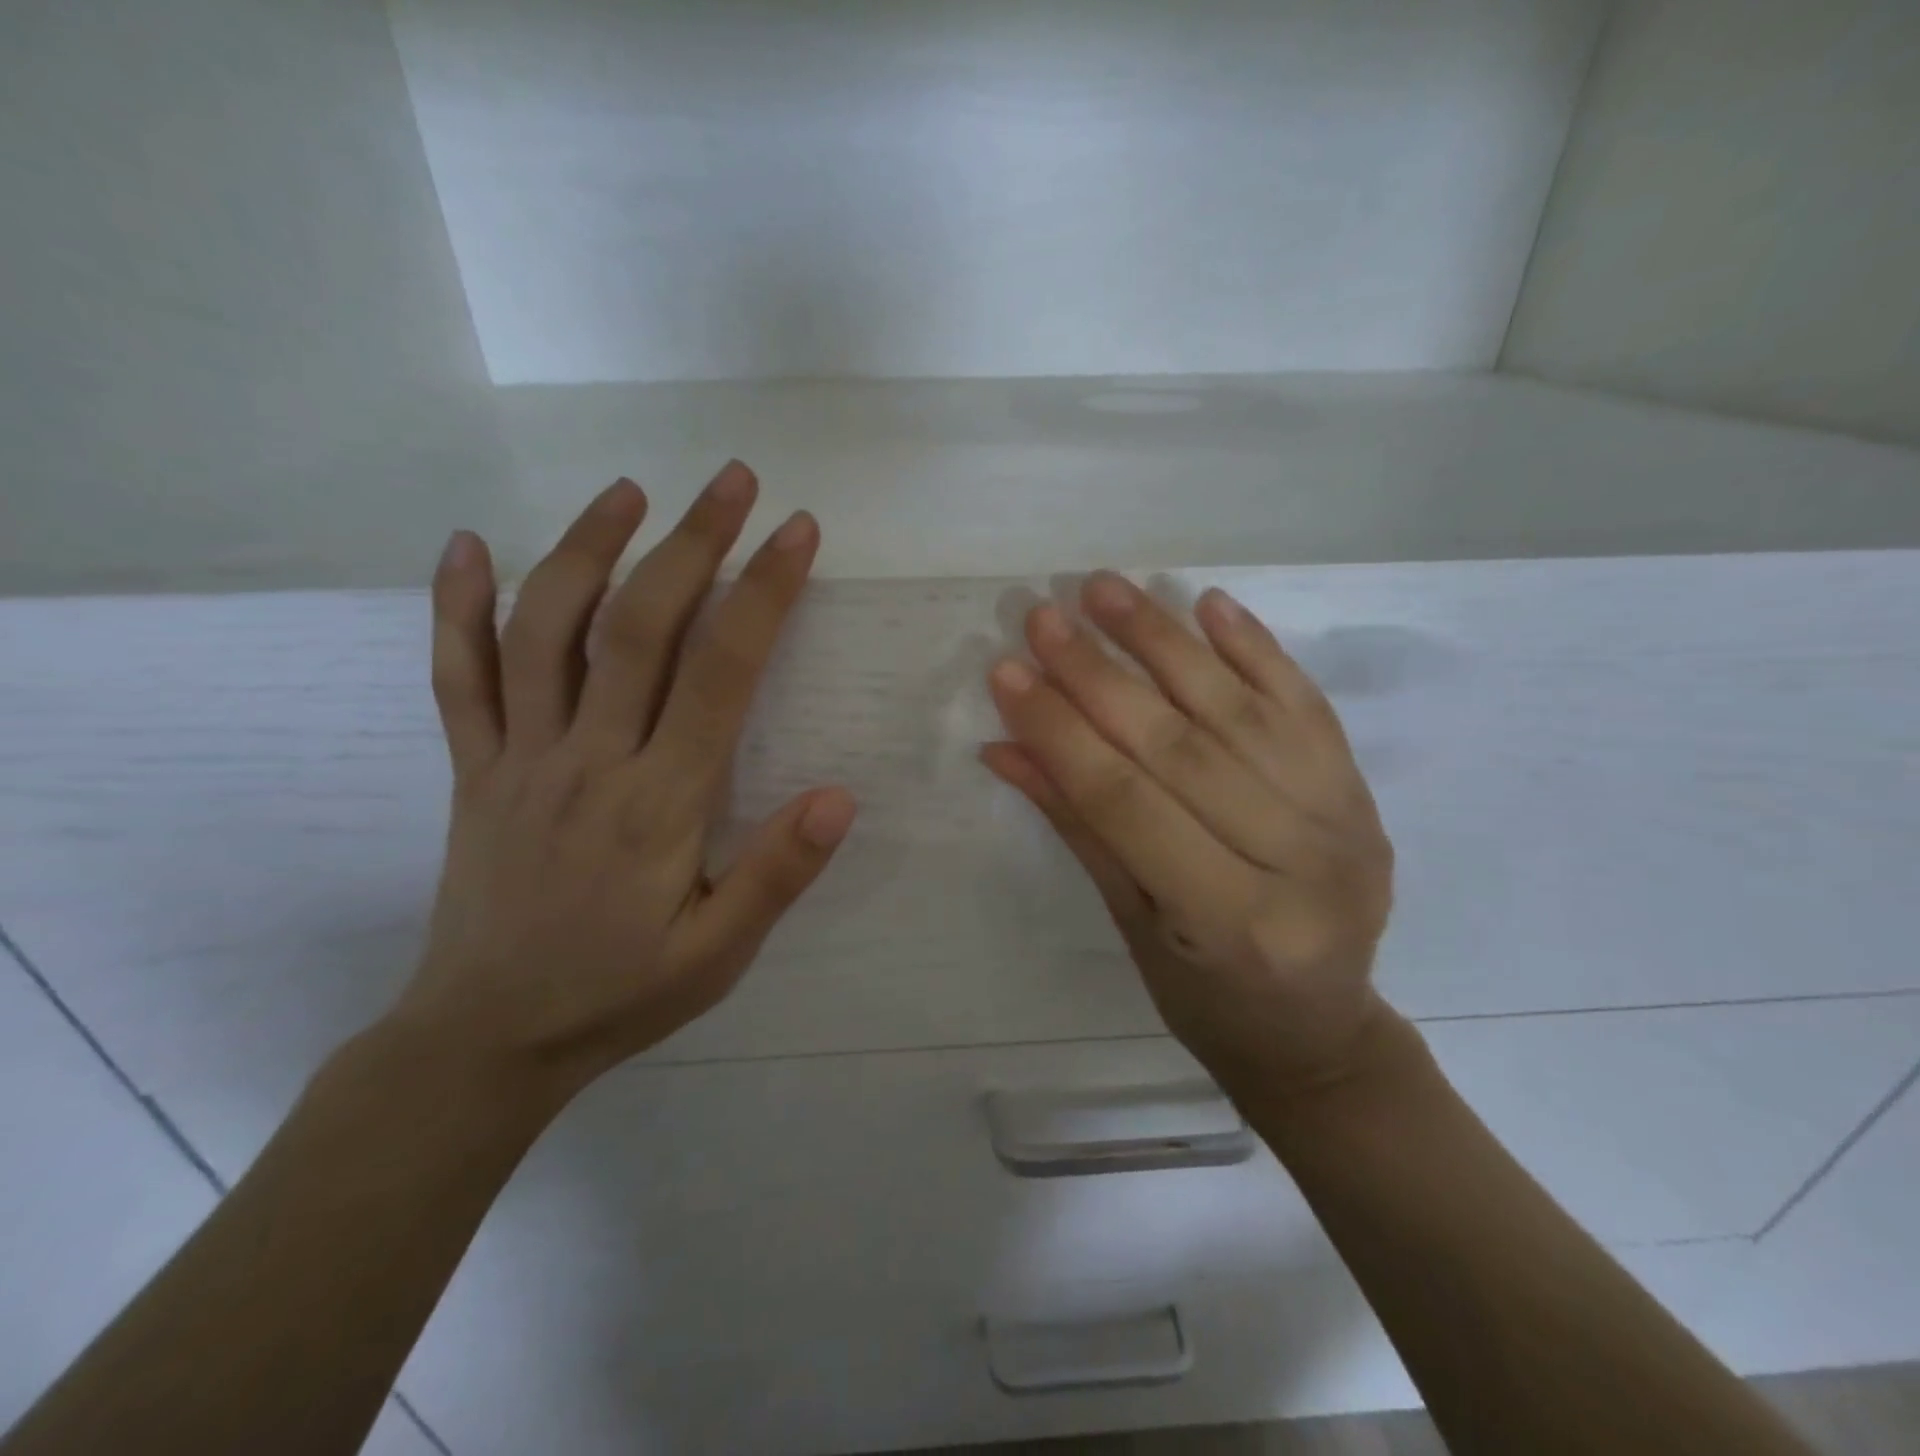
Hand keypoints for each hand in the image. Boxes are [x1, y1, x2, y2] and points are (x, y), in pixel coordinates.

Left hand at [392, 464, 855, 1096]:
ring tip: (630, 490)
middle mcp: (588, 759)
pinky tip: (468, 545)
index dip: (762, 593)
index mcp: (659, 801)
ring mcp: (520, 756)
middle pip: (638, 626)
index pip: (720, 672)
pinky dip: (456, 606)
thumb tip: (839, 796)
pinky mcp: (475, 767)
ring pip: (545, 629)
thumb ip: (776, 874)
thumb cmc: (618, 993)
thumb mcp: (717, 954)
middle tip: (733, 479)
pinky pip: (457, 676)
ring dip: (587, 547)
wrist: (486, 1039)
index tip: (795, 532)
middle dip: (692, 543)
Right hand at [983, 573, 1396, 1098]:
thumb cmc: (1206, 999)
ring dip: (1165, 640)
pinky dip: (1255, 647)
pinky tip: (1208, 603)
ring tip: (1106, 589)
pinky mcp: (1360, 789)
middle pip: (1180, 745)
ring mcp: (1343, 819)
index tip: (1008, 672)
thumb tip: (1006, 747)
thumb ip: (1077, 826)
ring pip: (1239, 709)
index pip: (1125, 801)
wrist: (1319, 1033)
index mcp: (1231, 921)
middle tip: (1043, 617)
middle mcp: (1298, 862)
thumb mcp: (1131, 924)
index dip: (1060, 732)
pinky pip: (1304, 703)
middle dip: (1099, 675)